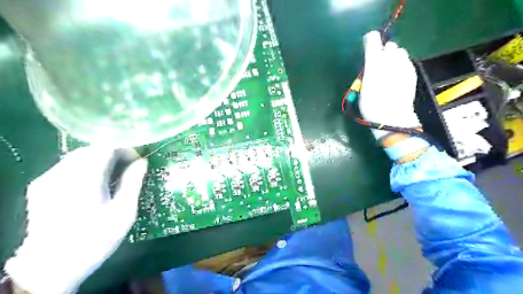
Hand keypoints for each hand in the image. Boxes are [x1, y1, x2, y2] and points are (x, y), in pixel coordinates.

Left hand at [5, 147, 146, 292]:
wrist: (51, 267)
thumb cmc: (96, 239)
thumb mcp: (124, 212)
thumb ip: (133, 182)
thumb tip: (142, 161)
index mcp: (85, 179)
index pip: (106, 147)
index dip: (126, 148)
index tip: (138, 159)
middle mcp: (62, 174)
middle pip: (92, 149)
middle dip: (114, 152)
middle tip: (130, 166)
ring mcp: (47, 179)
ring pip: (79, 156)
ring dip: (100, 159)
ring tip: (115, 174)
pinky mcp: (40, 186)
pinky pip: (68, 166)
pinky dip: (86, 166)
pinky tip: (94, 182)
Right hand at [360, 30, 419, 140]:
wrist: (391, 117)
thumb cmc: (371, 105)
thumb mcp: (362, 87)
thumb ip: (367, 69)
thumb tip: (371, 60)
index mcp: (374, 63)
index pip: (373, 40)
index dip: (370, 41)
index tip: (367, 47)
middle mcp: (390, 59)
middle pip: (389, 45)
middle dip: (384, 52)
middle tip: (378, 65)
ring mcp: (404, 65)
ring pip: (400, 52)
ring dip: (393, 57)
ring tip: (389, 70)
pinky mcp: (412, 72)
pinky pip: (406, 61)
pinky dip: (401, 65)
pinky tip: (396, 77)